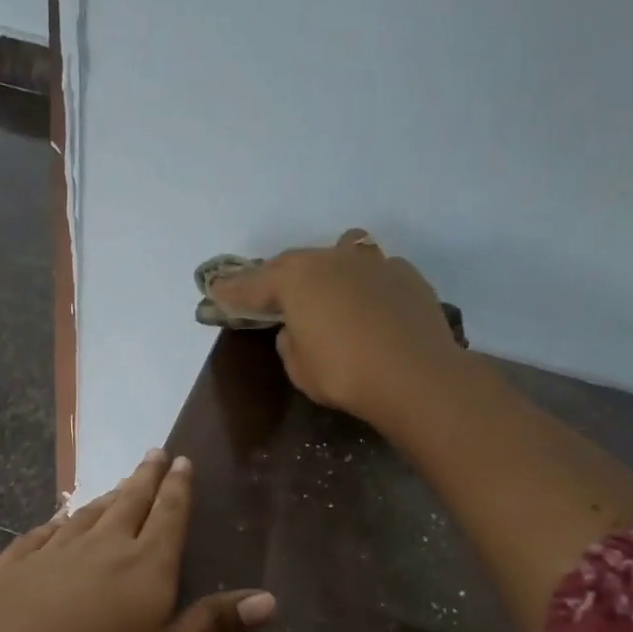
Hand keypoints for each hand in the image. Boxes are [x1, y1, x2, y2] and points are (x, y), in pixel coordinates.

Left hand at [0, 450, 275, 631]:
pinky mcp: (11, 566)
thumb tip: (271, 599)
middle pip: (129, 502)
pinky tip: (54, 523)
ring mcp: (52, 553)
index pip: (169, 515)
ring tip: (117, 486)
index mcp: (146, 564)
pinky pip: (39, 536)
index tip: (181, 460)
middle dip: (145, 477)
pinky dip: (54, 524)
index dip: (179, 488)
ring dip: (105, 497)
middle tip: (154, 452)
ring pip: (85, 515)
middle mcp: (101, 546)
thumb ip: (215, 626)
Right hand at [222, 228, 466, 434]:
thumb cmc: (345, 374)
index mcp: (297, 279)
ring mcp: (373, 262)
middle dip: (277, 278)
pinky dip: (361, 286)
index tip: (215, 292)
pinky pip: (372, 273)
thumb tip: (297, 327)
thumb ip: (290, 341)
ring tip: (324, 292)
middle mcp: (332, 258)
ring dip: (325, 272)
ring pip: (339, 255)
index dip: (232, 290)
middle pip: (295, 263)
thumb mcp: (300, 368)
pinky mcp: (406, 275)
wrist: (417, 376)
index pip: (253, 283)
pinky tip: (367, 309)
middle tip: (267, 295)